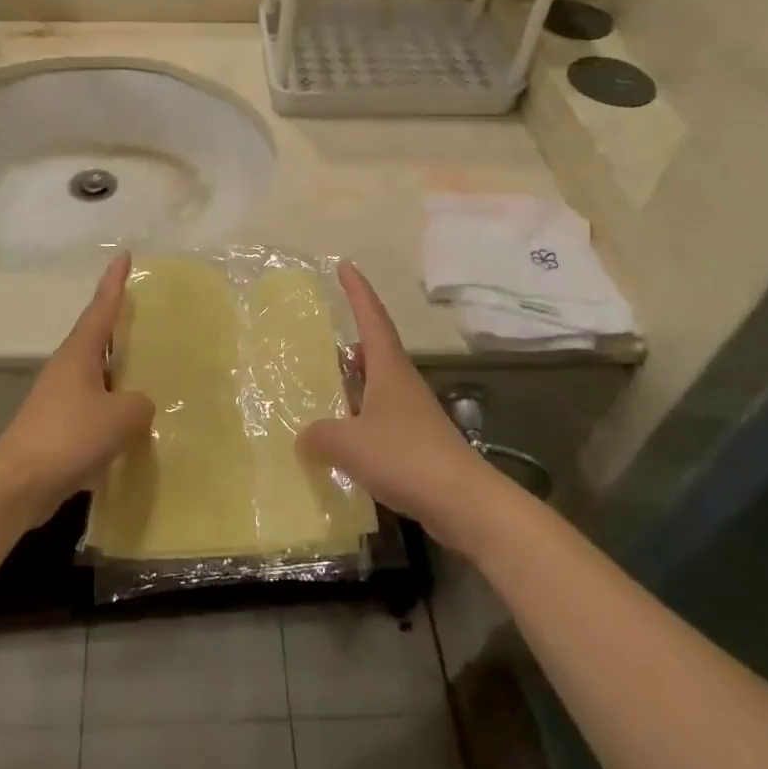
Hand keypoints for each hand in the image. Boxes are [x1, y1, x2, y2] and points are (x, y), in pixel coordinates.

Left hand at [0, 254, 155, 522]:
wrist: (18, 484)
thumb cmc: (69, 437)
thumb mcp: (121, 417)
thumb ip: (141, 404)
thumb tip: (139, 406)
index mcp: (79, 353)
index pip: (101, 308)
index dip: (114, 282)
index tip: (124, 255)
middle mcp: (68, 368)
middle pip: (99, 339)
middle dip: (122, 328)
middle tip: (150, 317)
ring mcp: (60, 398)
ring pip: (98, 376)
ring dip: (121, 373)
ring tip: (152, 373)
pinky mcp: (58, 428)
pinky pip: (94, 408)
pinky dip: (114, 409)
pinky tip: (134, 426)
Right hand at [297, 264, 493, 550]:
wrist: (464, 502)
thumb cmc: (406, 457)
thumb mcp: (350, 443)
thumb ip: (319, 436)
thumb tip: (303, 436)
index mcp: (389, 369)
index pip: (371, 318)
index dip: (357, 291)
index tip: (345, 266)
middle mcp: (402, 384)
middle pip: (374, 351)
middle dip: (349, 343)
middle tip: (319, 340)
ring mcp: (411, 414)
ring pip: (376, 388)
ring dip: (352, 384)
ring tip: (322, 389)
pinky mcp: (416, 444)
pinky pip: (379, 420)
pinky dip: (358, 420)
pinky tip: (340, 439)